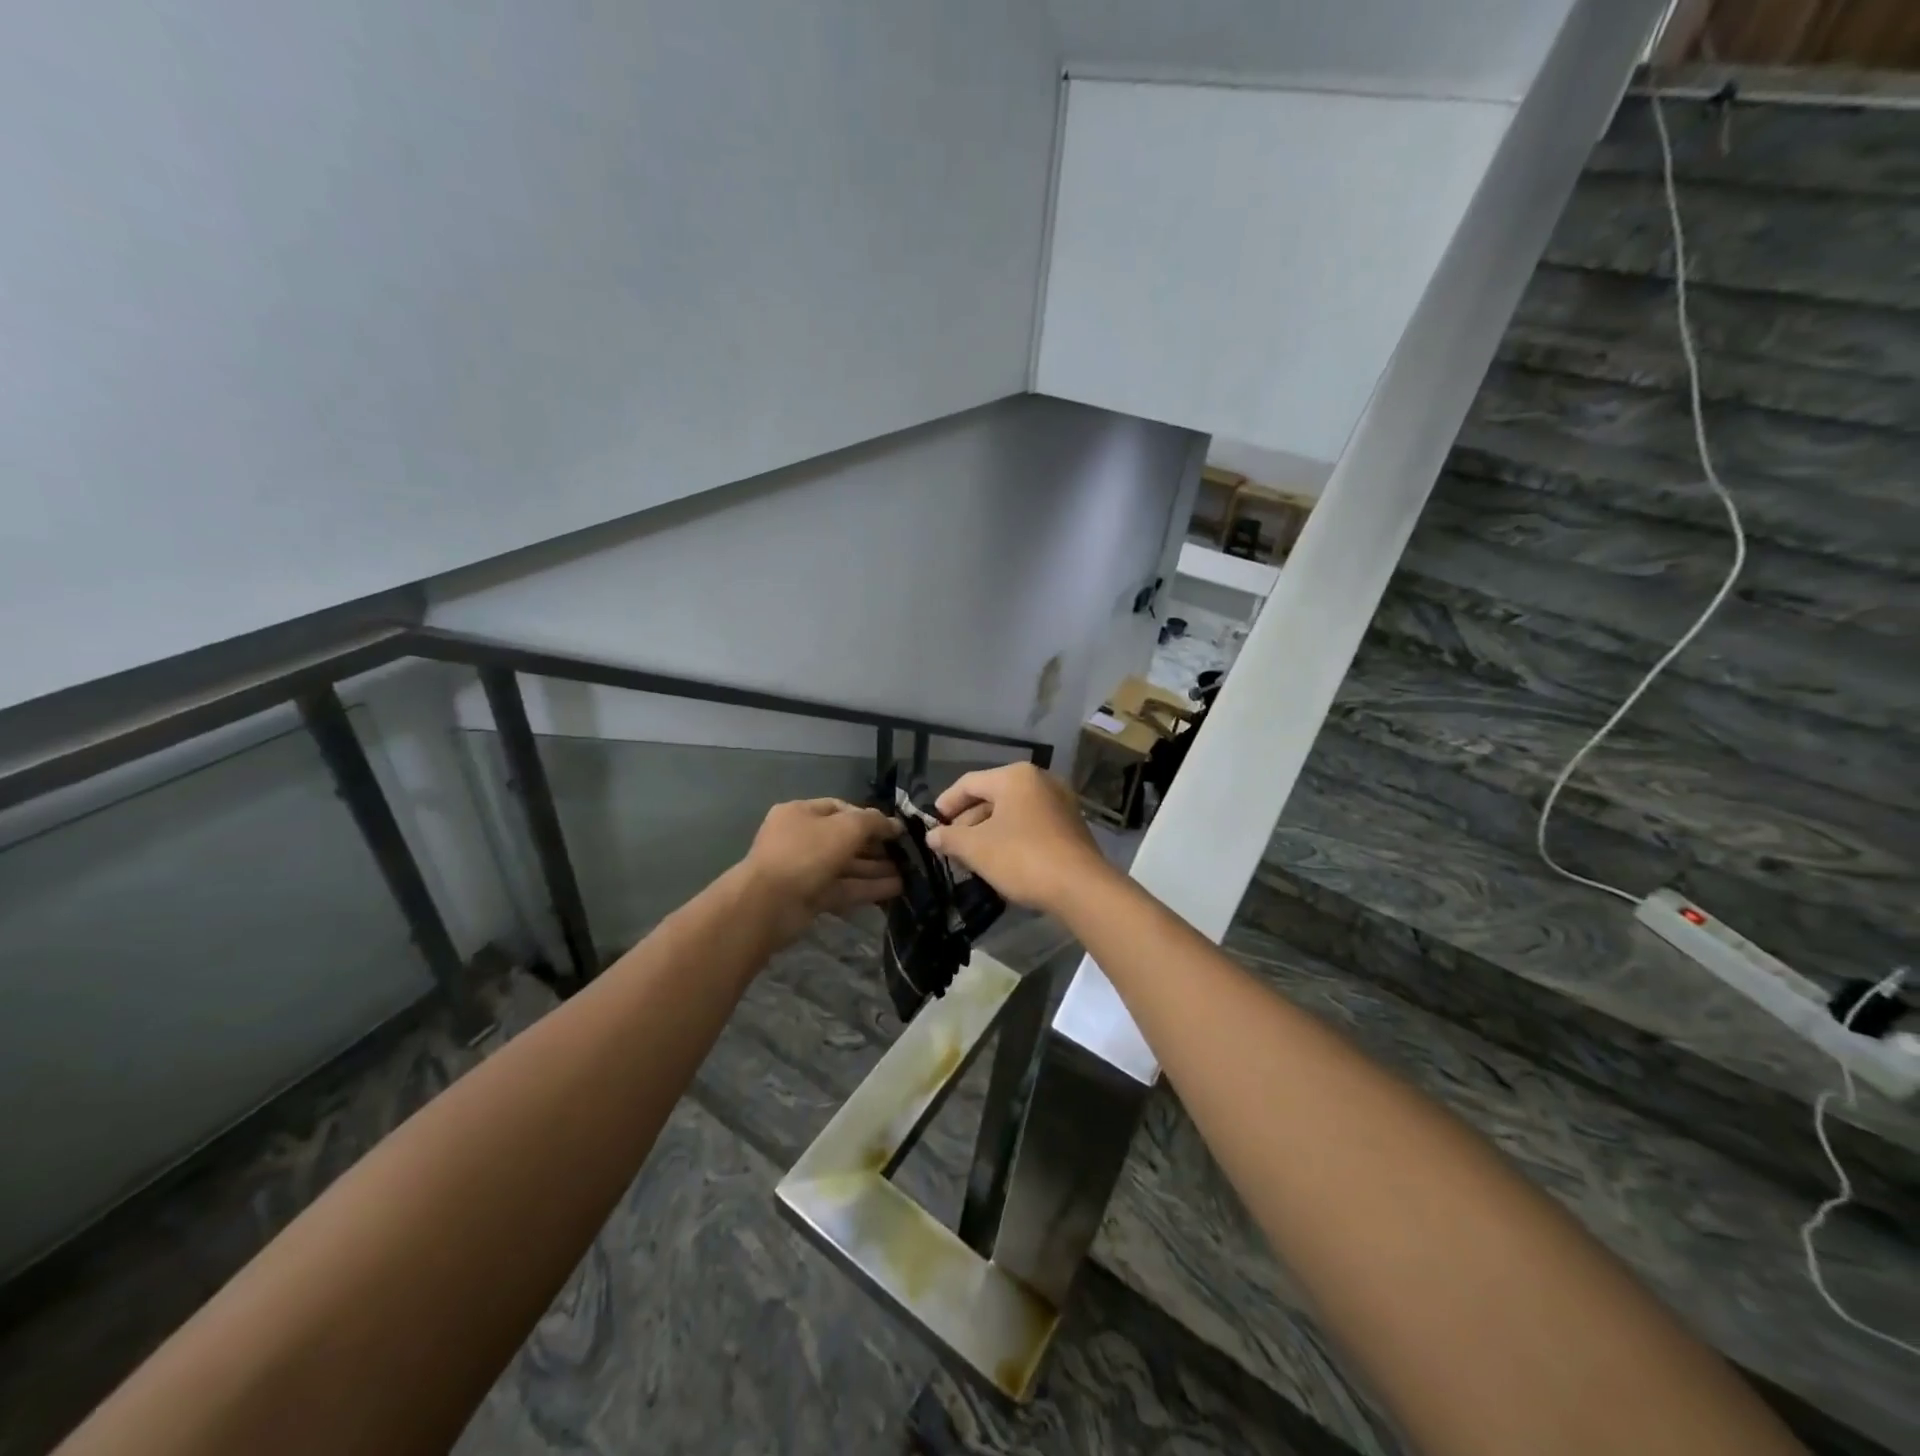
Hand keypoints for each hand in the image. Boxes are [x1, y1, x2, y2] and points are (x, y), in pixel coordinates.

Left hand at [740, 798, 901, 943]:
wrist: (769, 904)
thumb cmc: (806, 853)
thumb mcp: (846, 828)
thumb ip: (874, 822)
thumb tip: (895, 824)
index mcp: (800, 813)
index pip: (840, 808)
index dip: (869, 817)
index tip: (894, 829)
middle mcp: (801, 839)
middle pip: (844, 839)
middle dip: (875, 846)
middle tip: (905, 854)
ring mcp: (804, 870)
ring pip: (846, 866)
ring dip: (875, 869)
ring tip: (908, 873)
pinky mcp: (810, 897)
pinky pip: (844, 888)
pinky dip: (868, 887)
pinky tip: (896, 889)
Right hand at [926, 763, 1112, 914]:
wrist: (1080, 887)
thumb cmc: (1022, 857)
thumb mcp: (976, 848)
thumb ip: (949, 838)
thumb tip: (932, 836)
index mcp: (1015, 776)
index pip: (969, 783)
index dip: (946, 803)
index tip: (932, 824)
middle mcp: (1040, 780)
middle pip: (992, 796)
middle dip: (968, 821)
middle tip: (950, 846)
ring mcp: (1059, 802)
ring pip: (1012, 812)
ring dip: (988, 831)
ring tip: (971, 857)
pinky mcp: (1071, 825)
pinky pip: (1031, 823)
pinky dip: (1011, 836)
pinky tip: (1000, 859)